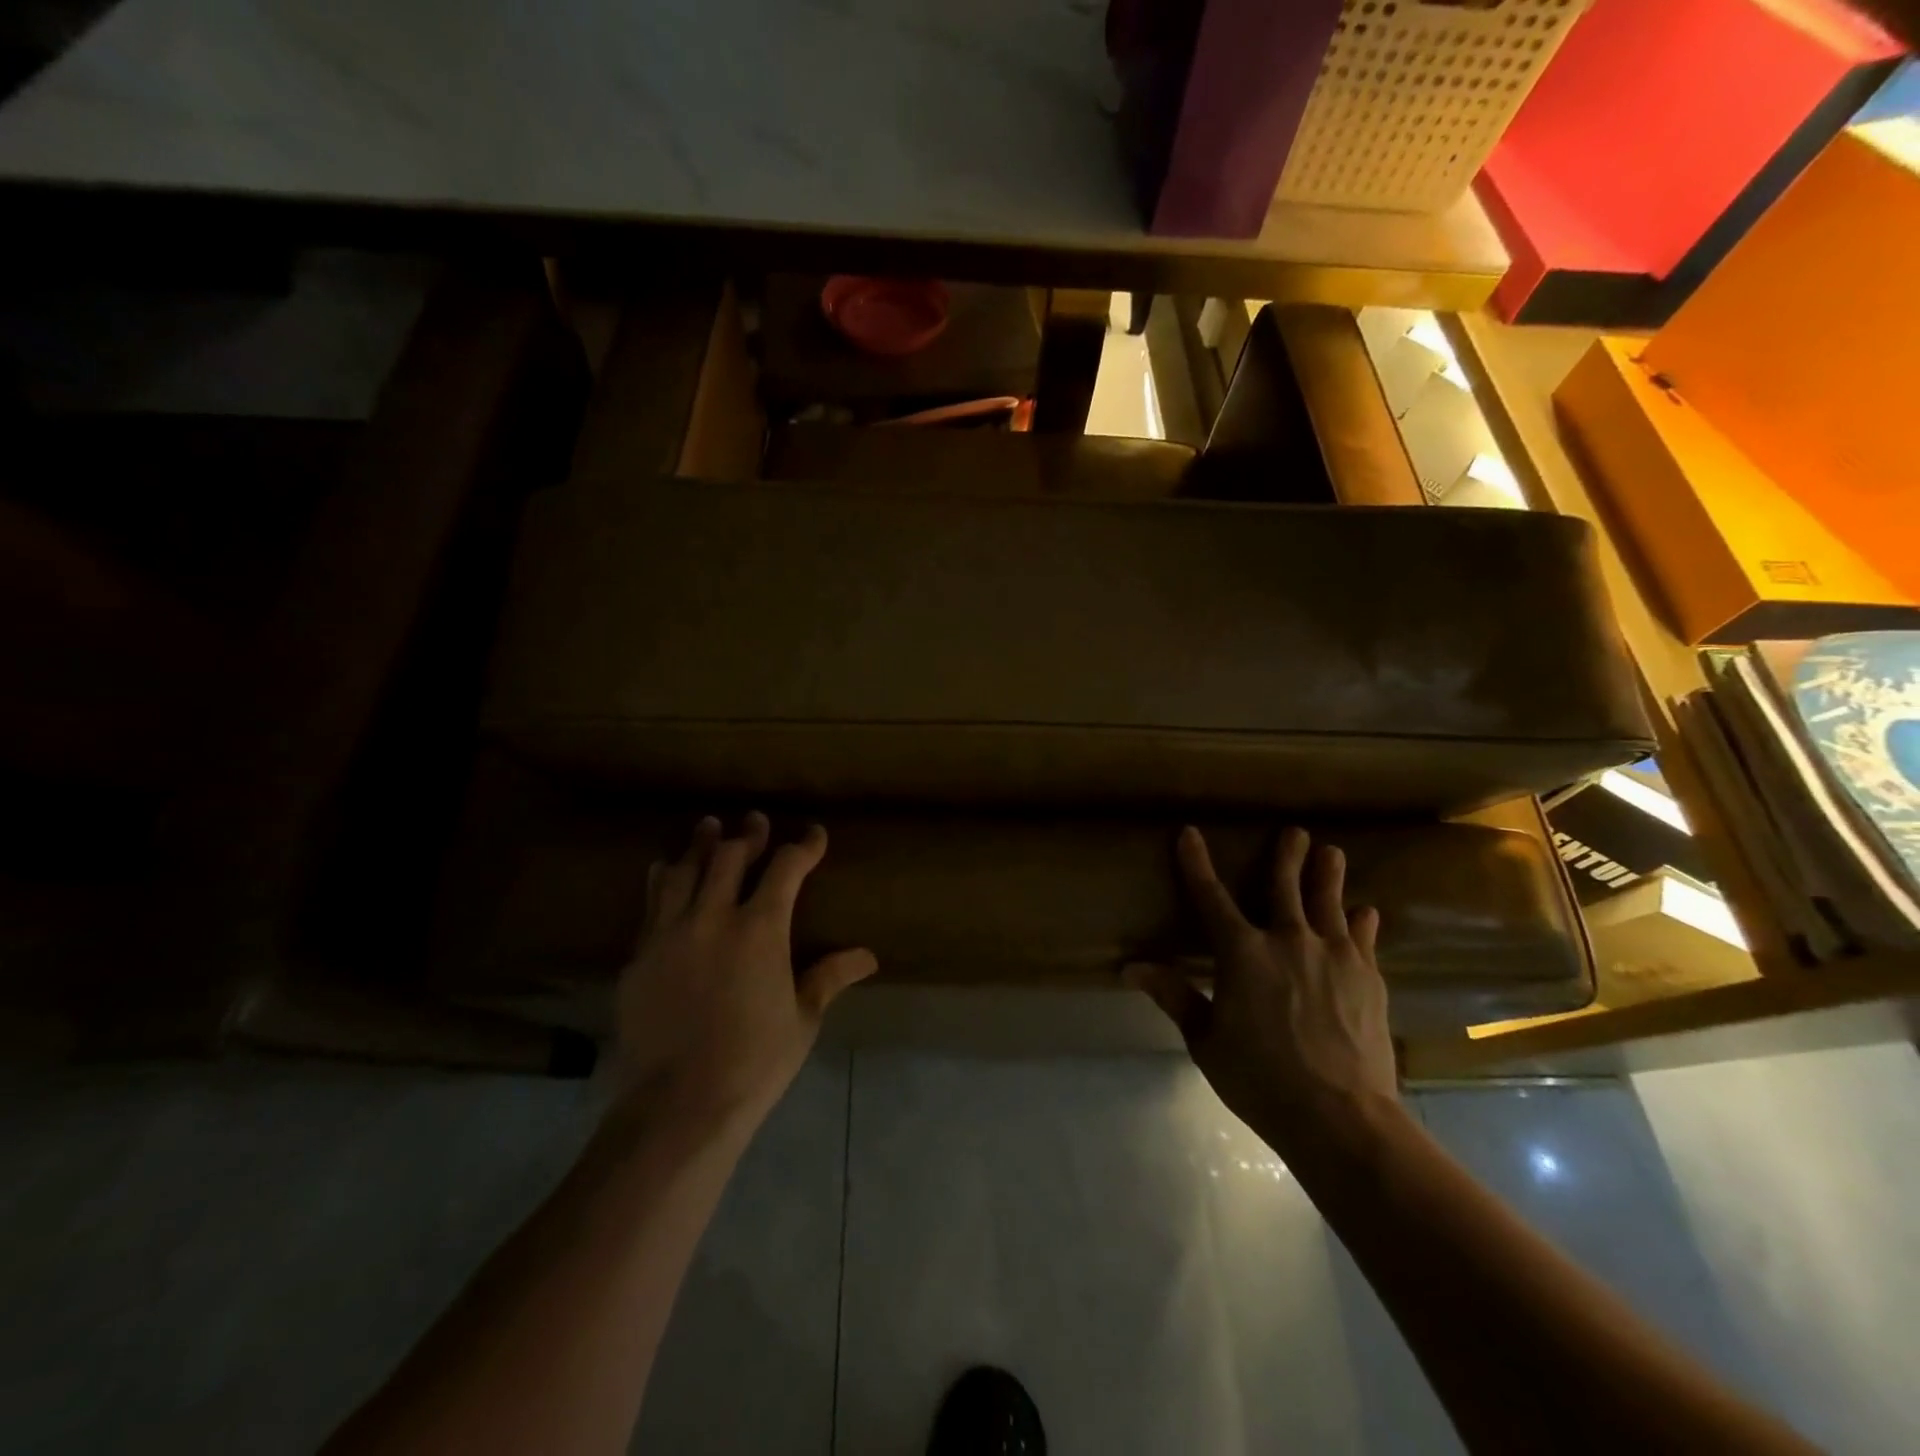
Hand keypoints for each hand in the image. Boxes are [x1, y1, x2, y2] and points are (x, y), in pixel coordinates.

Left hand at [612, 813, 876, 1135]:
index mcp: (761, 929)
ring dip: (700, 844)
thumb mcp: (802, 1019)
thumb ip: (829, 977)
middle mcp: (713, 917)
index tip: (814, 835)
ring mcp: (669, 934)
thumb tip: (868, 956)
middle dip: (748, 834)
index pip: (786, 868)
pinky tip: (665, 871)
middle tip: (755, 820)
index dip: (803, 846)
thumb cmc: (754, 1062)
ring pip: (684, 870)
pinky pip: (651, 903)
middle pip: (729, 856)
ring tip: (708, 826)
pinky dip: (664, 879)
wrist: (677, 1105)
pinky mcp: (639, 956)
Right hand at [1127, 826, 1399, 1151]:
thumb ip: (1175, 996)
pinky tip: (1366, 912)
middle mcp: (1289, 940)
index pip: (1211, 897)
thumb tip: (1131, 968)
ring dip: (1328, 874)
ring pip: (1328, 902)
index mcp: (1242, 953)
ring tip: (1331, 852)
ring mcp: (1334, 955)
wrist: (1343, 1117)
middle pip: (1285, 885)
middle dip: (1286, 855)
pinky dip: (1362, 921)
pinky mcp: (1368, 977)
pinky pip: (1363, 938)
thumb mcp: (1206, 1041)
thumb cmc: (1261, 1080)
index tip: (1190, 833)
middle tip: (1294, 831)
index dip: (1197, 864)